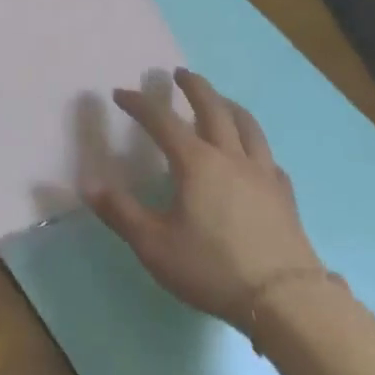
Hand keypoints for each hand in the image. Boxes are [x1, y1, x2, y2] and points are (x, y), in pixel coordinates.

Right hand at [86, 68, 321, 329]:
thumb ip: (120, 212)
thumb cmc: (213, 268)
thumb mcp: (154, 245)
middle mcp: (230, 157)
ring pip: (247, 125)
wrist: (286, 301)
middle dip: (193, 86)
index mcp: (196, 162)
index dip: (139, 103)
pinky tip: (253, 156)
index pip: (162, 120)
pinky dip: (255, 146)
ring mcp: (262, 174)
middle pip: (213, 107)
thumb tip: (88, 184)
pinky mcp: (284, 196)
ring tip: (219, 99)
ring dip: (228, 105)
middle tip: (179, 73)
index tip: (120, 93)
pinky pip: (268, 158)